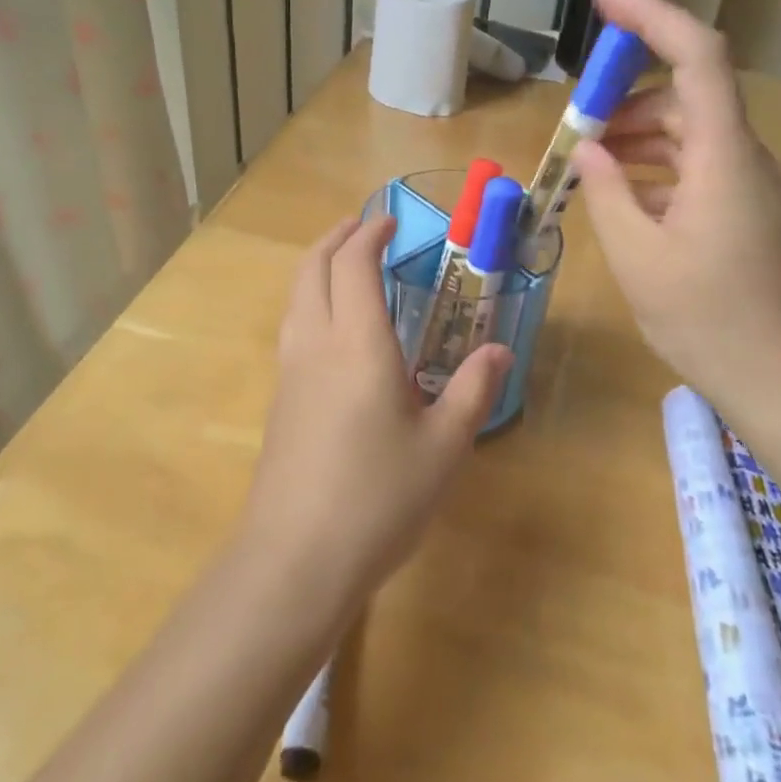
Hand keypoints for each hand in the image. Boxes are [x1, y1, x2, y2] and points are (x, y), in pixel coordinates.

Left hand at [240, 216, 511, 604]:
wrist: (296, 559)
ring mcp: (290, 372)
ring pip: (295, 296)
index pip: (353, 265)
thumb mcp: (443, 447)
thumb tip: (500, 352)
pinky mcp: (280, 400)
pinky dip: (310, 300)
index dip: (369, 235)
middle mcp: (316, 344)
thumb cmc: (379, 498)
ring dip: (317, 266)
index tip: (390, 222)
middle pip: (312, 268)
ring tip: (343, 264)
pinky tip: (333, 328)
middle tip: (362, 228)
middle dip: (335, 238)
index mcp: (358, 344)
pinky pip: (292, 326)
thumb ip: (472, 391)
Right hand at [570, 0, 780, 424]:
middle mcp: (746, 159)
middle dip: (624, 99)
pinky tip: (624, 199)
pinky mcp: (752, 215)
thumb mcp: (639, 258)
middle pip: (687, 96)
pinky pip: (699, 171)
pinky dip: (657, 171)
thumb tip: (589, 152)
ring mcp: (754, 188)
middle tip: (572, 126)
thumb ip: (608, 192)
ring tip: (588, 164)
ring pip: (690, 136)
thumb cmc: (712, 322)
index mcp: (725, 156)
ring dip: (637, 138)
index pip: (697, 54)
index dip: (651, 15)